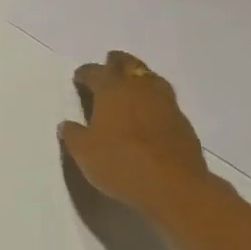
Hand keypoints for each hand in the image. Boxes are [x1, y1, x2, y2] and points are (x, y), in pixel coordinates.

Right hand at [59, 50, 220, 216]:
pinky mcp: (183, 124)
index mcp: (112, 90)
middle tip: (110, 63)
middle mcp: (140, 89)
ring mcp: (166, 105)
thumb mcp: (84, 152)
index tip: (79, 77)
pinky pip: (166, 102)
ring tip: (133, 85)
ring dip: (140, 78)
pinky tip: (150, 114)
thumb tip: (67, 124)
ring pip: (152, 79)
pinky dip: (155, 102)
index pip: (95, 72)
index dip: (85, 73)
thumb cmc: (121, 163)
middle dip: (117, 62)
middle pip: (129, 65)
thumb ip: (73, 135)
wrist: (174, 187)